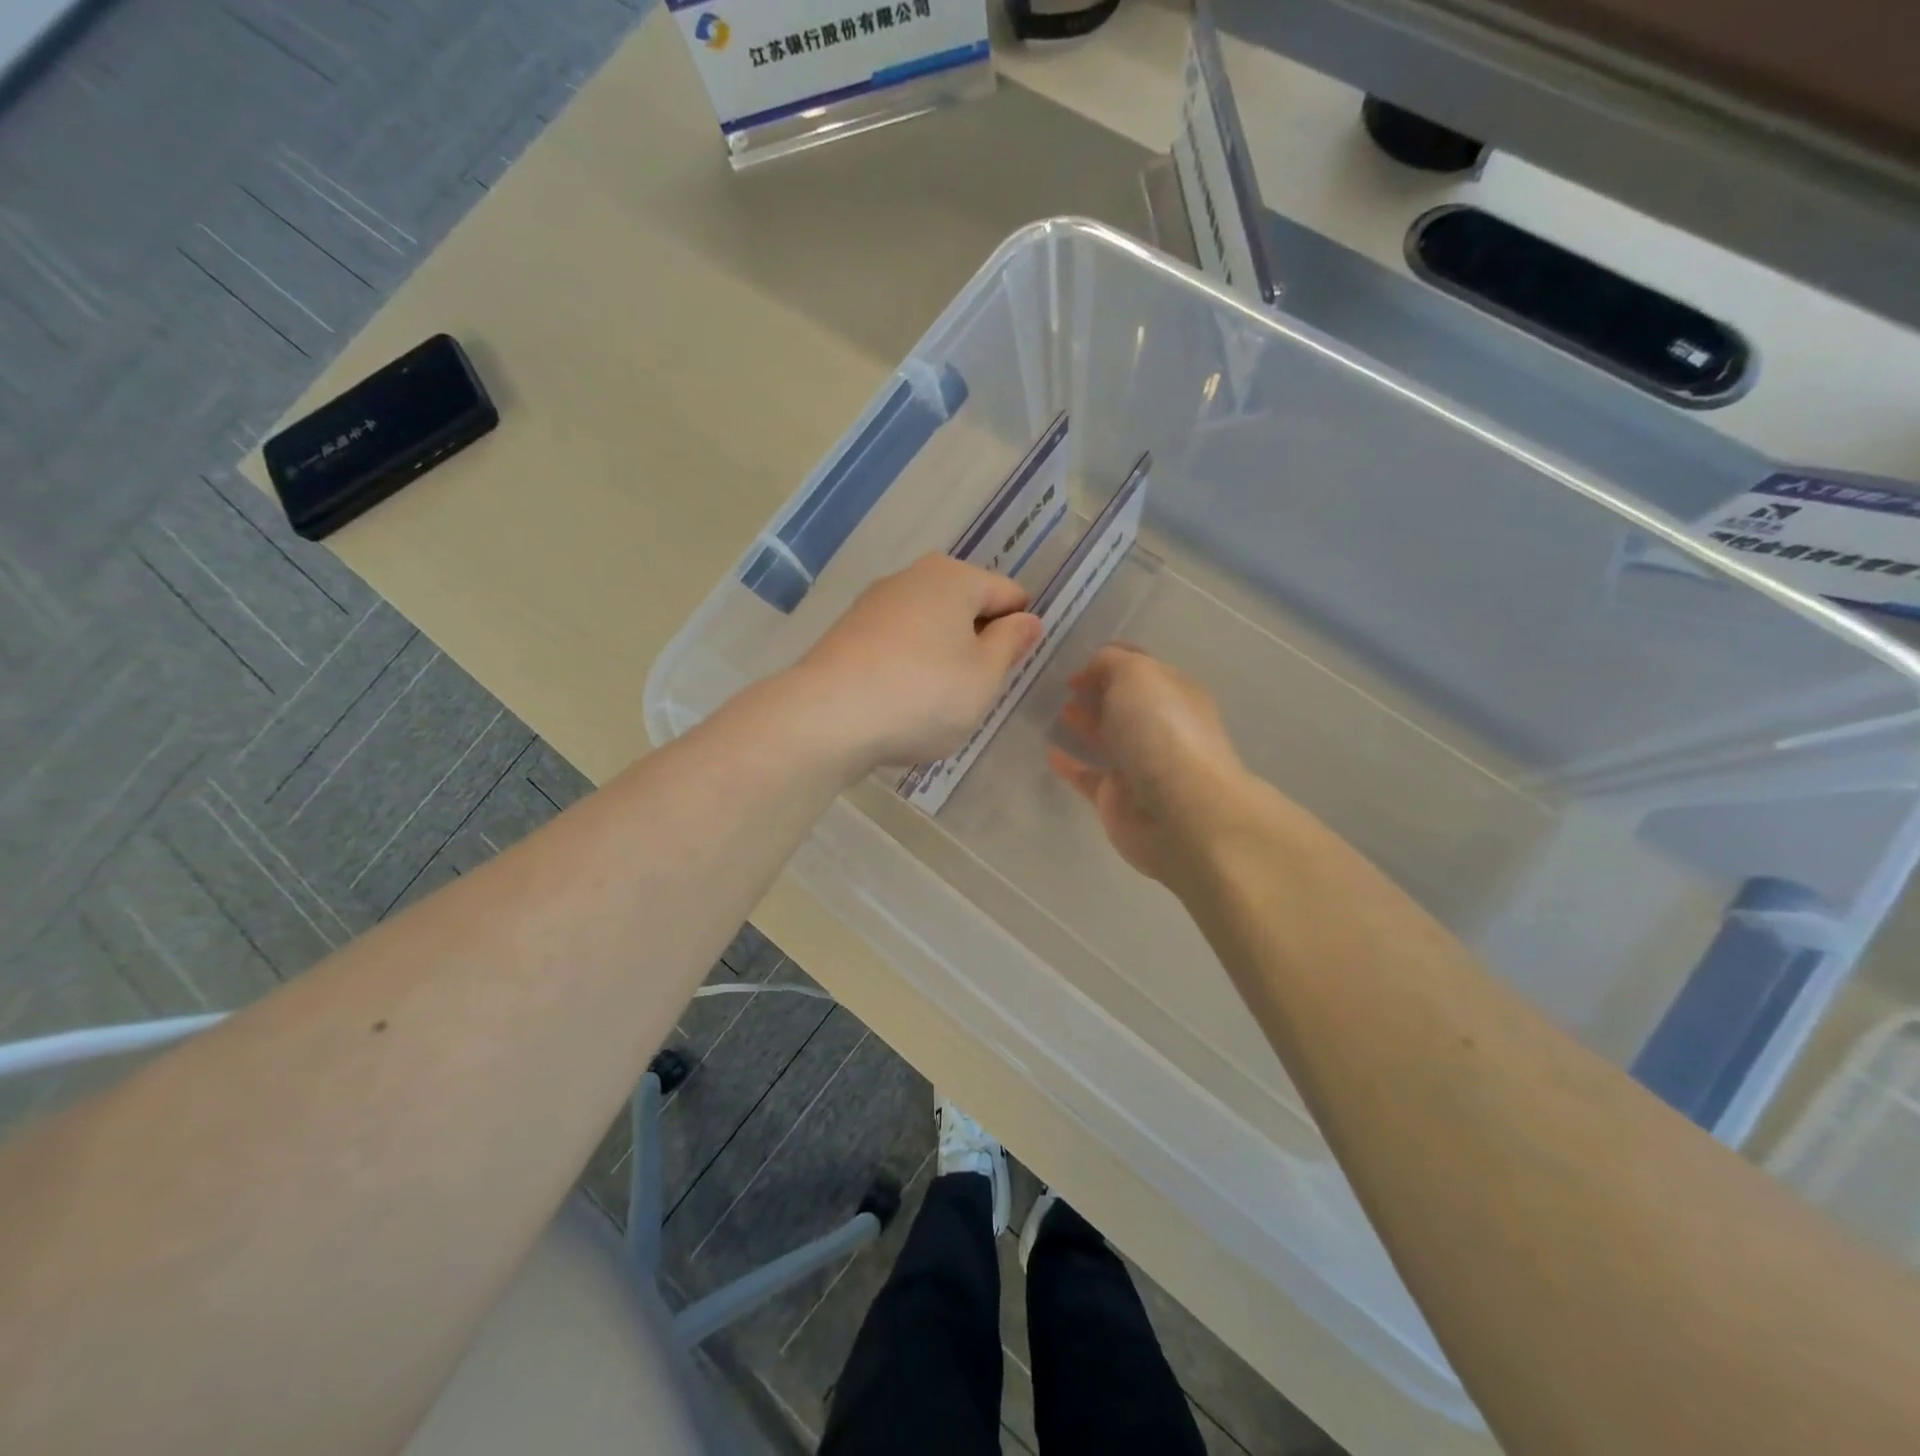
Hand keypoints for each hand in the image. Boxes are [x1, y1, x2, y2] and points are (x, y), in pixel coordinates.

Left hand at [789, 555, 1042, 776]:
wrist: (827, 717)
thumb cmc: (923, 695)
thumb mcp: (983, 676)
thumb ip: (1010, 644)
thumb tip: (1027, 620)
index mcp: (953, 577)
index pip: (1009, 594)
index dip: (1019, 631)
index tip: (1010, 670)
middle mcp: (911, 577)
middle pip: (965, 606)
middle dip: (977, 642)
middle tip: (976, 690)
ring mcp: (873, 604)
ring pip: (929, 626)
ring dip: (942, 656)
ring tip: (936, 702)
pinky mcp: (846, 633)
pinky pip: (896, 644)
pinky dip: (908, 666)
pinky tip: (902, 702)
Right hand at [1048, 644, 1254, 885]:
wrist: (1181, 813)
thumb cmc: (1162, 732)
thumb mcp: (1137, 675)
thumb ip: (1111, 662)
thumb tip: (1094, 669)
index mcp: (1173, 692)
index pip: (1139, 667)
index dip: (1107, 660)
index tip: (1073, 663)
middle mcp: (1160, 726)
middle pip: (1121, 702)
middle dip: (1093, 691)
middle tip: (1056, 687)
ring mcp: (1139, 764)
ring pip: (1106, 737)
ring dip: (1082, 723)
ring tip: (1049, 712)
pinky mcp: (1117, 798)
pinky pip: (1088, 775)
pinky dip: (1070, 764)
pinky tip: (1049, 752)